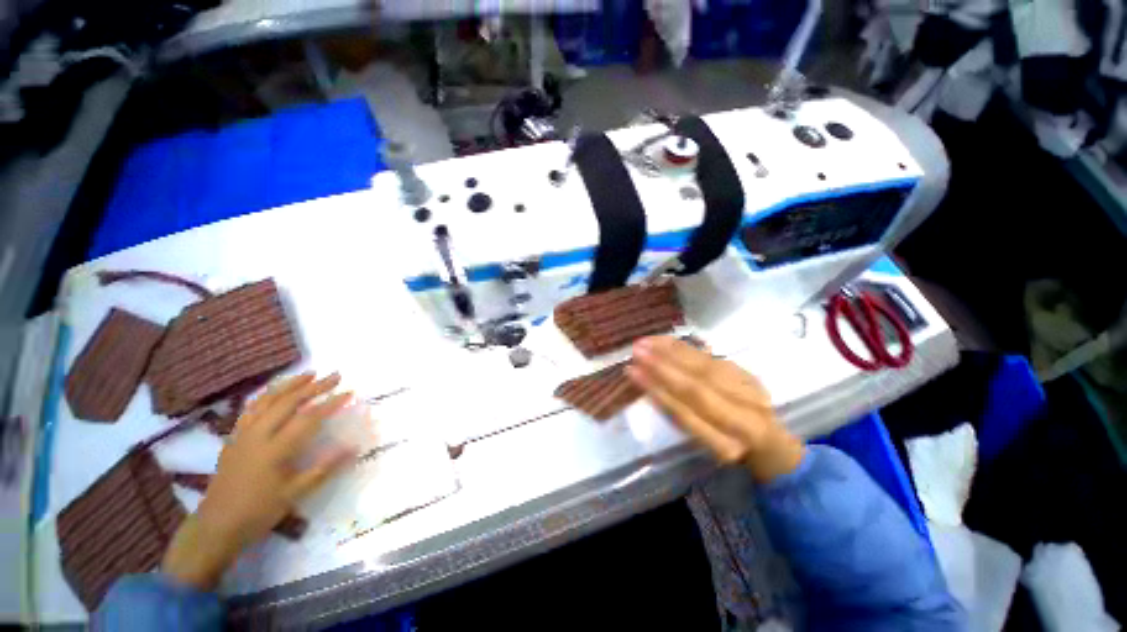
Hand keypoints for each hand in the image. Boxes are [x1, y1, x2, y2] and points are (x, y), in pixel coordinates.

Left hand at [162, 373, 353, 589]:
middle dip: (314, 387)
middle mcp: (257, 435)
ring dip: (289, 385)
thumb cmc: (259, 511)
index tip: (349, 393)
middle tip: (335, 376)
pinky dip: (267, 395)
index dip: (331, 403)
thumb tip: (354, 448)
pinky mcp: (233, 438)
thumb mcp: (295, 494)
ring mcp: (242, 435)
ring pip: (266, 400)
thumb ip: (325, 468)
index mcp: (275, 449)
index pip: (309, 418)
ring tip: (308, 374)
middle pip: (288, 402)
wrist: (216, 526)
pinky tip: (276, 392)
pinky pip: (250, 409)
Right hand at [627, 337, 804, 482]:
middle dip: (663, 367)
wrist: (769, 441)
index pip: (685, 415)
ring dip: (672, 352)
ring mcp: (750, 395)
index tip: (632, 372)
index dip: (657, 391)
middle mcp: (743, 421)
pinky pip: (712, 358)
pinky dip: (685, 348)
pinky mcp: (749, 375)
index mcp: (726, 447)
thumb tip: (648, 384)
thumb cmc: (725, 447)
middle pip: (697, 388)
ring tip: (646, 341)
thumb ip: (680, 417)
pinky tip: (665, 340)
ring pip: (705, 368)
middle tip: (636, 351)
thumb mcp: (701, 445)